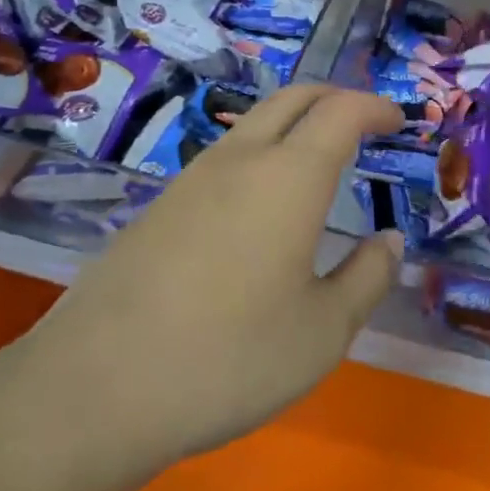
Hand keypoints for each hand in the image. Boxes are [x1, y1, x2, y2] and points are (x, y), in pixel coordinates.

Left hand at [14, 85, 405, 490]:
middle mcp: (240, 161)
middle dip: (336, 98)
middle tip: (365, 123)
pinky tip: (262, 205)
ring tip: (320, 162)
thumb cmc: (228, 358)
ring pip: (254, 123)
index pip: (342, 112)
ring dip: (295, 124)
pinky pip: (224, 157)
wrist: (91, 392)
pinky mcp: (158, 208)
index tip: (398, 122)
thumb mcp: (324, 332)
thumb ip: (368, 278)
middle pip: (294, 98)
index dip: (376, 107)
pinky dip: (261, 154)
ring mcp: (191, 180)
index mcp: (290, 177)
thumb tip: (388, 242)